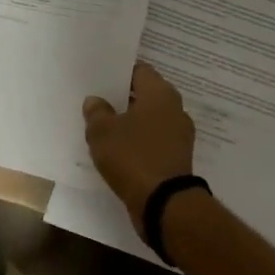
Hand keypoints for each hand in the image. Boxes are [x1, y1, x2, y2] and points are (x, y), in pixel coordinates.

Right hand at [82, 61, 197, 224]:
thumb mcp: (102, 132)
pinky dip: (138, 142)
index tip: (100, 78)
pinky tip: (118, 150)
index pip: (139, 70)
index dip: (118, 72)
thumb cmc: (132, 156)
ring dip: (130, 122)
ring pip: (149, 119)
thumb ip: (97, 112)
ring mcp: (179, 134)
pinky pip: (154, 141)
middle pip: (145, 94)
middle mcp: (175, 108)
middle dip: (123, 98)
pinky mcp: (177, 158)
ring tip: (105, 127)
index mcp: (160, 93)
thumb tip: (95, 100)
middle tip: (98, 101)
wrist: (164, 203)